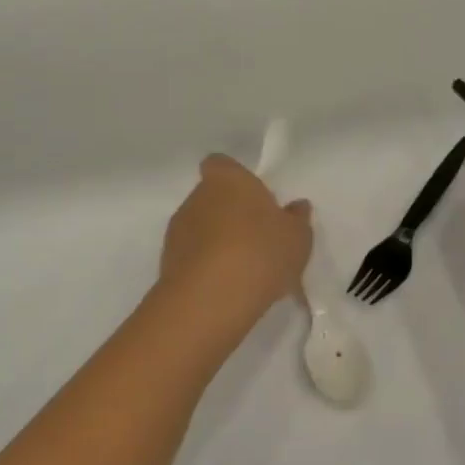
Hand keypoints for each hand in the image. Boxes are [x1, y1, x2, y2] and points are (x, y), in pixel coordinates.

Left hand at [159, 155, 312, 323]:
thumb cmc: (260, 253)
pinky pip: (191, 257)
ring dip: (216, 242)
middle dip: (229, 214)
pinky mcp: (167, 262)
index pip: (221, 164)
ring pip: (200, 228)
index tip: (253, 199)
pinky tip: (226, 288)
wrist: (210, 300)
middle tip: (256, 238)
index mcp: (227, 180)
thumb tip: (297, 206)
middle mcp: (196, 197)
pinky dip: (205, 267)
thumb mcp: (296, 238)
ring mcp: (177, 230)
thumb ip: (297, 219)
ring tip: (243, 270)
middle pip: (212, 197)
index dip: (235, 178)